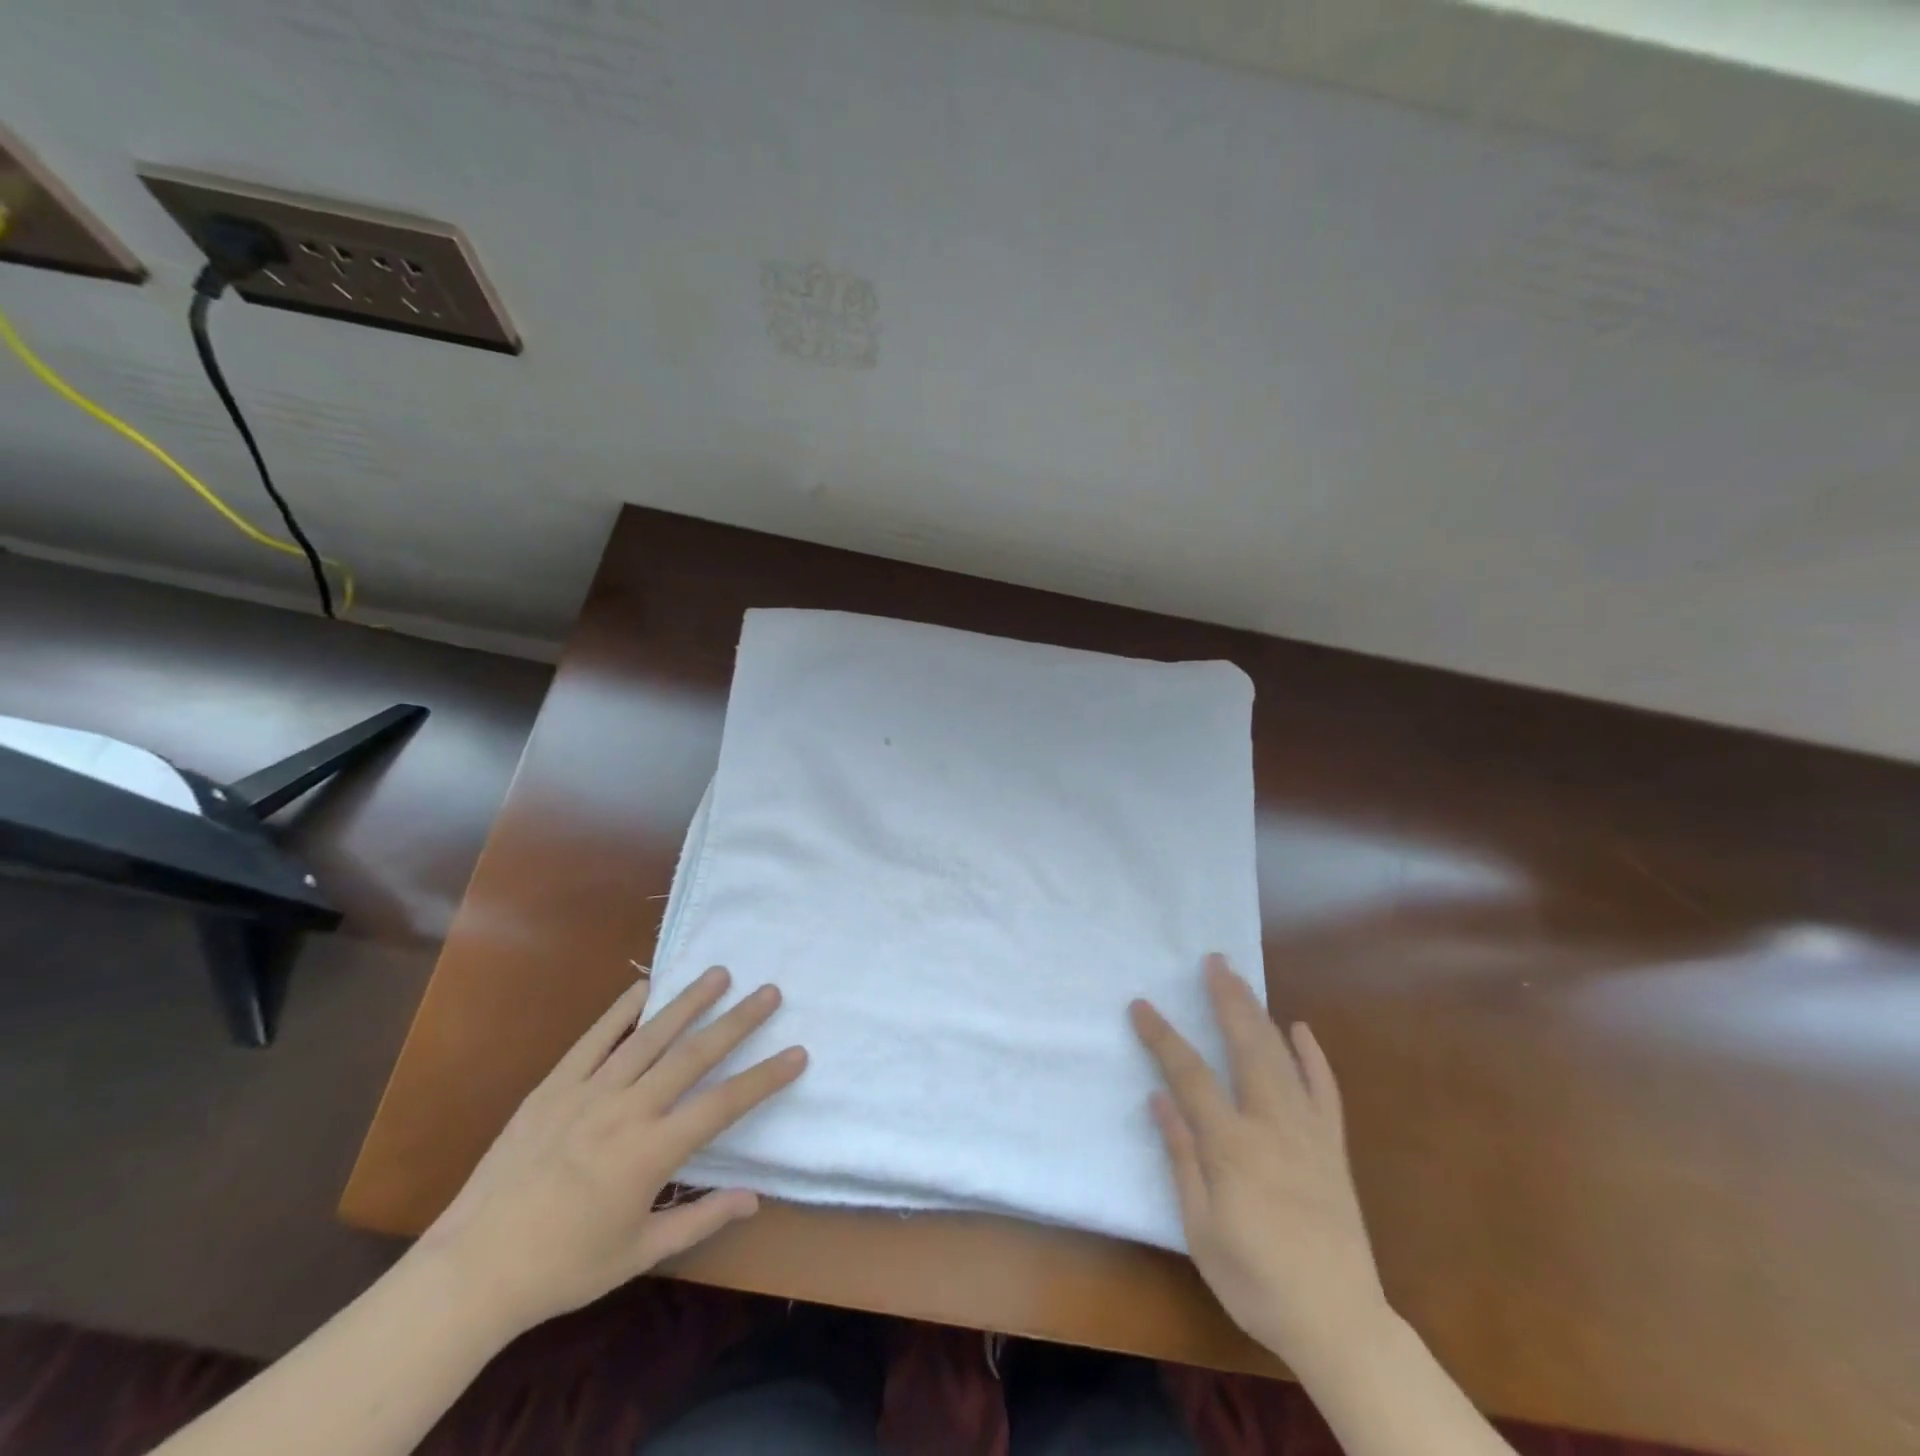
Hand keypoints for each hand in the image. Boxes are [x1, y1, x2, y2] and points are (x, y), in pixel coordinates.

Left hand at [418, 966, 805, 1336]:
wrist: (471, 1270)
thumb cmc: (563, 1267)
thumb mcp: (639, 1252)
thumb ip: (700, 1218)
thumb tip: (755, 1199)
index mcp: (651, 1153)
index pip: (724, 1104)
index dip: (765, 1078)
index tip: (798, 1053)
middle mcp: (627, 1111)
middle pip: (694, 1055)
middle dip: (738, 1021)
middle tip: (769, 991)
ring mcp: (588, 1092)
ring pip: (650, 1036)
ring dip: (689, 1002)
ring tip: (719, 973)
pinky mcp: (554, 1086)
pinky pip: (595, 1038)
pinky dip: (623, 1009)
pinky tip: (646, 986)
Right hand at [1130, 955, 1387, 1375]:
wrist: (1339, 1322)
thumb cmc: (1256, 1279)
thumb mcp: (1201, 1228)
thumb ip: (1182, 1157)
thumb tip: (1159, 1099)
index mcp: (1232, 1145)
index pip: (1189, 1073)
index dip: (1162, 1036)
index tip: (1140, 1005)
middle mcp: (1272, 1124)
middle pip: (1246, 1046)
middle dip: (1226, 999)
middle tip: (1212, 961)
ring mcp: (1309, 1131)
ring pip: (1282, 1057)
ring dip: (1259, 1013)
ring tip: (1240, 979)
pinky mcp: (1333, 1146)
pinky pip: (1325, 1090)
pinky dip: (1313, 1056)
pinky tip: (1301, 1029)